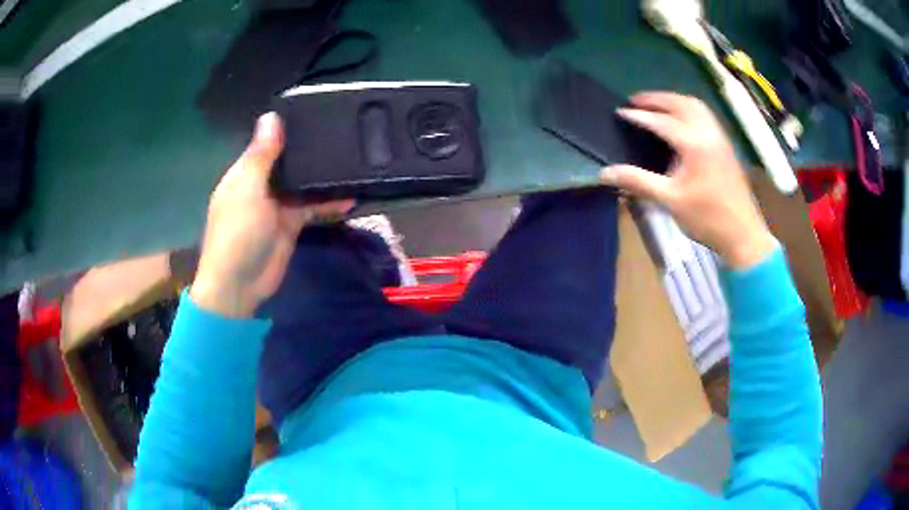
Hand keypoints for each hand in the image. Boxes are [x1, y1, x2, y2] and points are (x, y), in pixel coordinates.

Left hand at [191, 113, 353, 316]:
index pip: (268, 143)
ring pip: (303, 184)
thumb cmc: (238, 233)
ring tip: (353, 160)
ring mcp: (278, 205)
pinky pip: (313, 207)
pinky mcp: (291, 224)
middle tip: (344, 133)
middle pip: (289, 161)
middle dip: (310, 150)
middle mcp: (262, 184)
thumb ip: (262, 155)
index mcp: (246, 172)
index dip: (287, 129)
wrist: (241, 285)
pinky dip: (329, 203)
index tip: (317, 112)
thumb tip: (271, 115)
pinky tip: (351, 197)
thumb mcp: (248, 189)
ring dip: (323, 176)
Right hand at [600, 92, 775, 268]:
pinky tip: (681, 120)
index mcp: (694, 144)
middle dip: (656, 98)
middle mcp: (708, 132)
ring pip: (695, 105)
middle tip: (635, 100)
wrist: (743, 234)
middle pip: (679, 103)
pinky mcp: (725, 145)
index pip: (661, 121)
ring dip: (673, 100)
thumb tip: (604, 173)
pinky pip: (705, 115)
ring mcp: (719, 137)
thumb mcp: (670, 200)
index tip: (620, 112)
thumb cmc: (707, 218)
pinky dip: (688, 108)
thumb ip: (638, 182)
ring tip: (656, 105)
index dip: (639, 115)